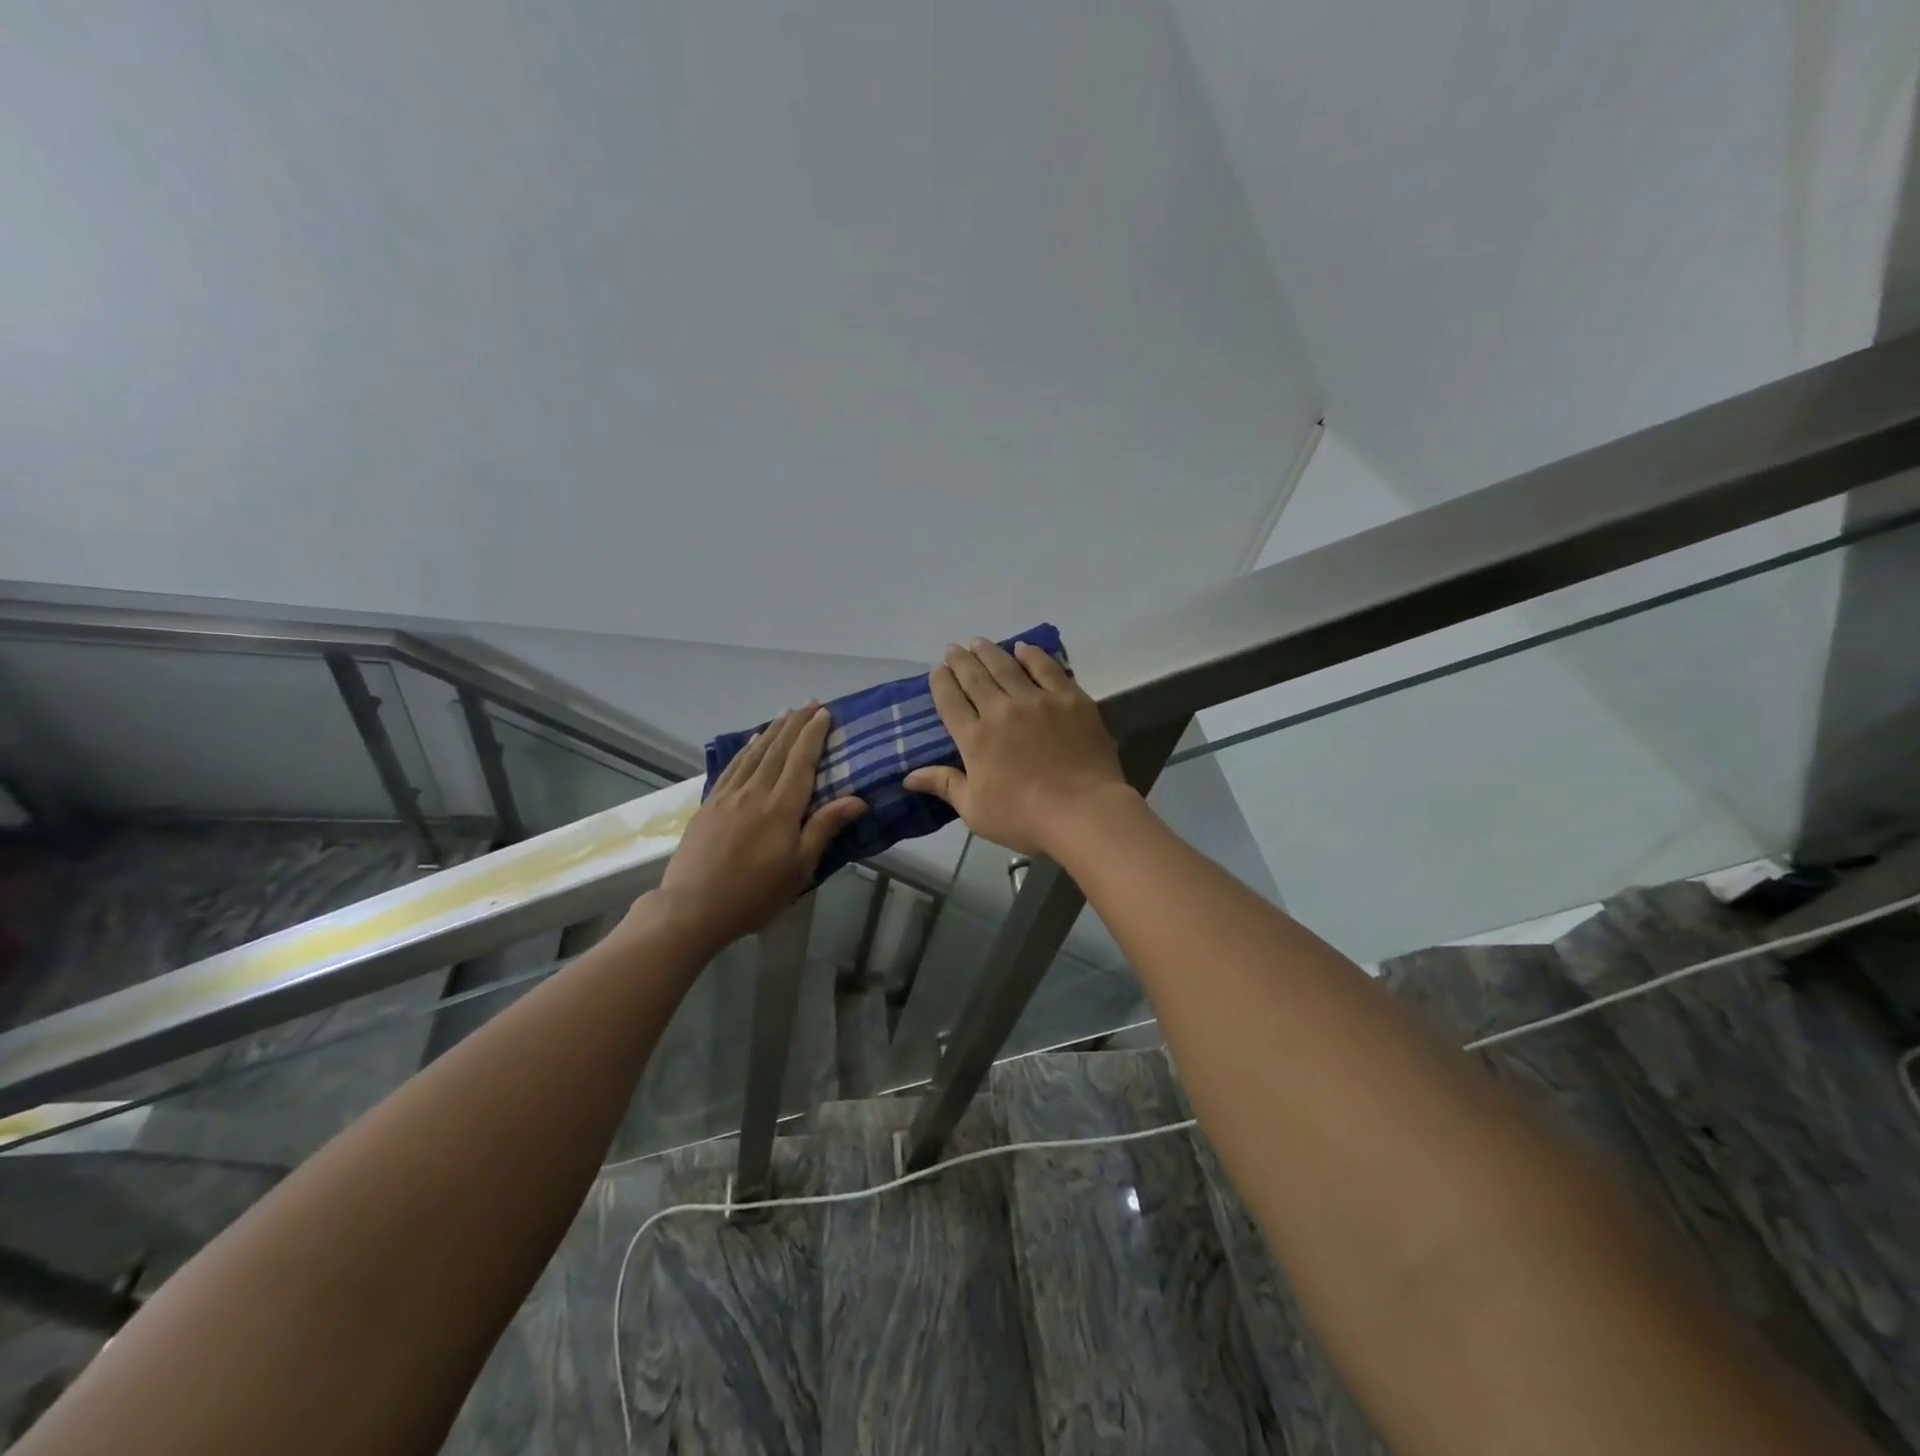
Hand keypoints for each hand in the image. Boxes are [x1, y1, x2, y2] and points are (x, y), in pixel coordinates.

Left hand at [649, 705, 865, 949]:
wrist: (692, 908)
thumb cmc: (755, 894)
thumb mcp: (799, 868)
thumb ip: (824, 828)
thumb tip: (858, 799)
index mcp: (781, 808)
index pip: (802, 761)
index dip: (814, 735)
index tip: (825, 713)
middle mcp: (755, 792)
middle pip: (779, 750)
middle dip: (796, 724)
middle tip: (810, 702)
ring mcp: (728, 796)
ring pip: (755, 753)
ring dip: (773, 730)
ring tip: (786, 713)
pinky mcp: (709, 804)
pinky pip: (732, 767)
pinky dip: (745, 749)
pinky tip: (752, 740)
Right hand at [904, 638, 1128, 857]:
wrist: (1083, 811)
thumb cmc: (1024, 818)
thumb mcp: (975, 811)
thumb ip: (945, 786)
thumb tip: (908, 776)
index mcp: (975, 739)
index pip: (950, 701)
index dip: (941, 683)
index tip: (937, 670)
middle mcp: (1001, 711)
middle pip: (975, 677)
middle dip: (960, 660)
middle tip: (953, 648)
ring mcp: (1037, 700)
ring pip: (1007, 666)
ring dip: (990, 651)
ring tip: (979, 642)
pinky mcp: (1070, 698)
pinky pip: (1046, 668)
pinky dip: (1032, 655)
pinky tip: (1024, 648)